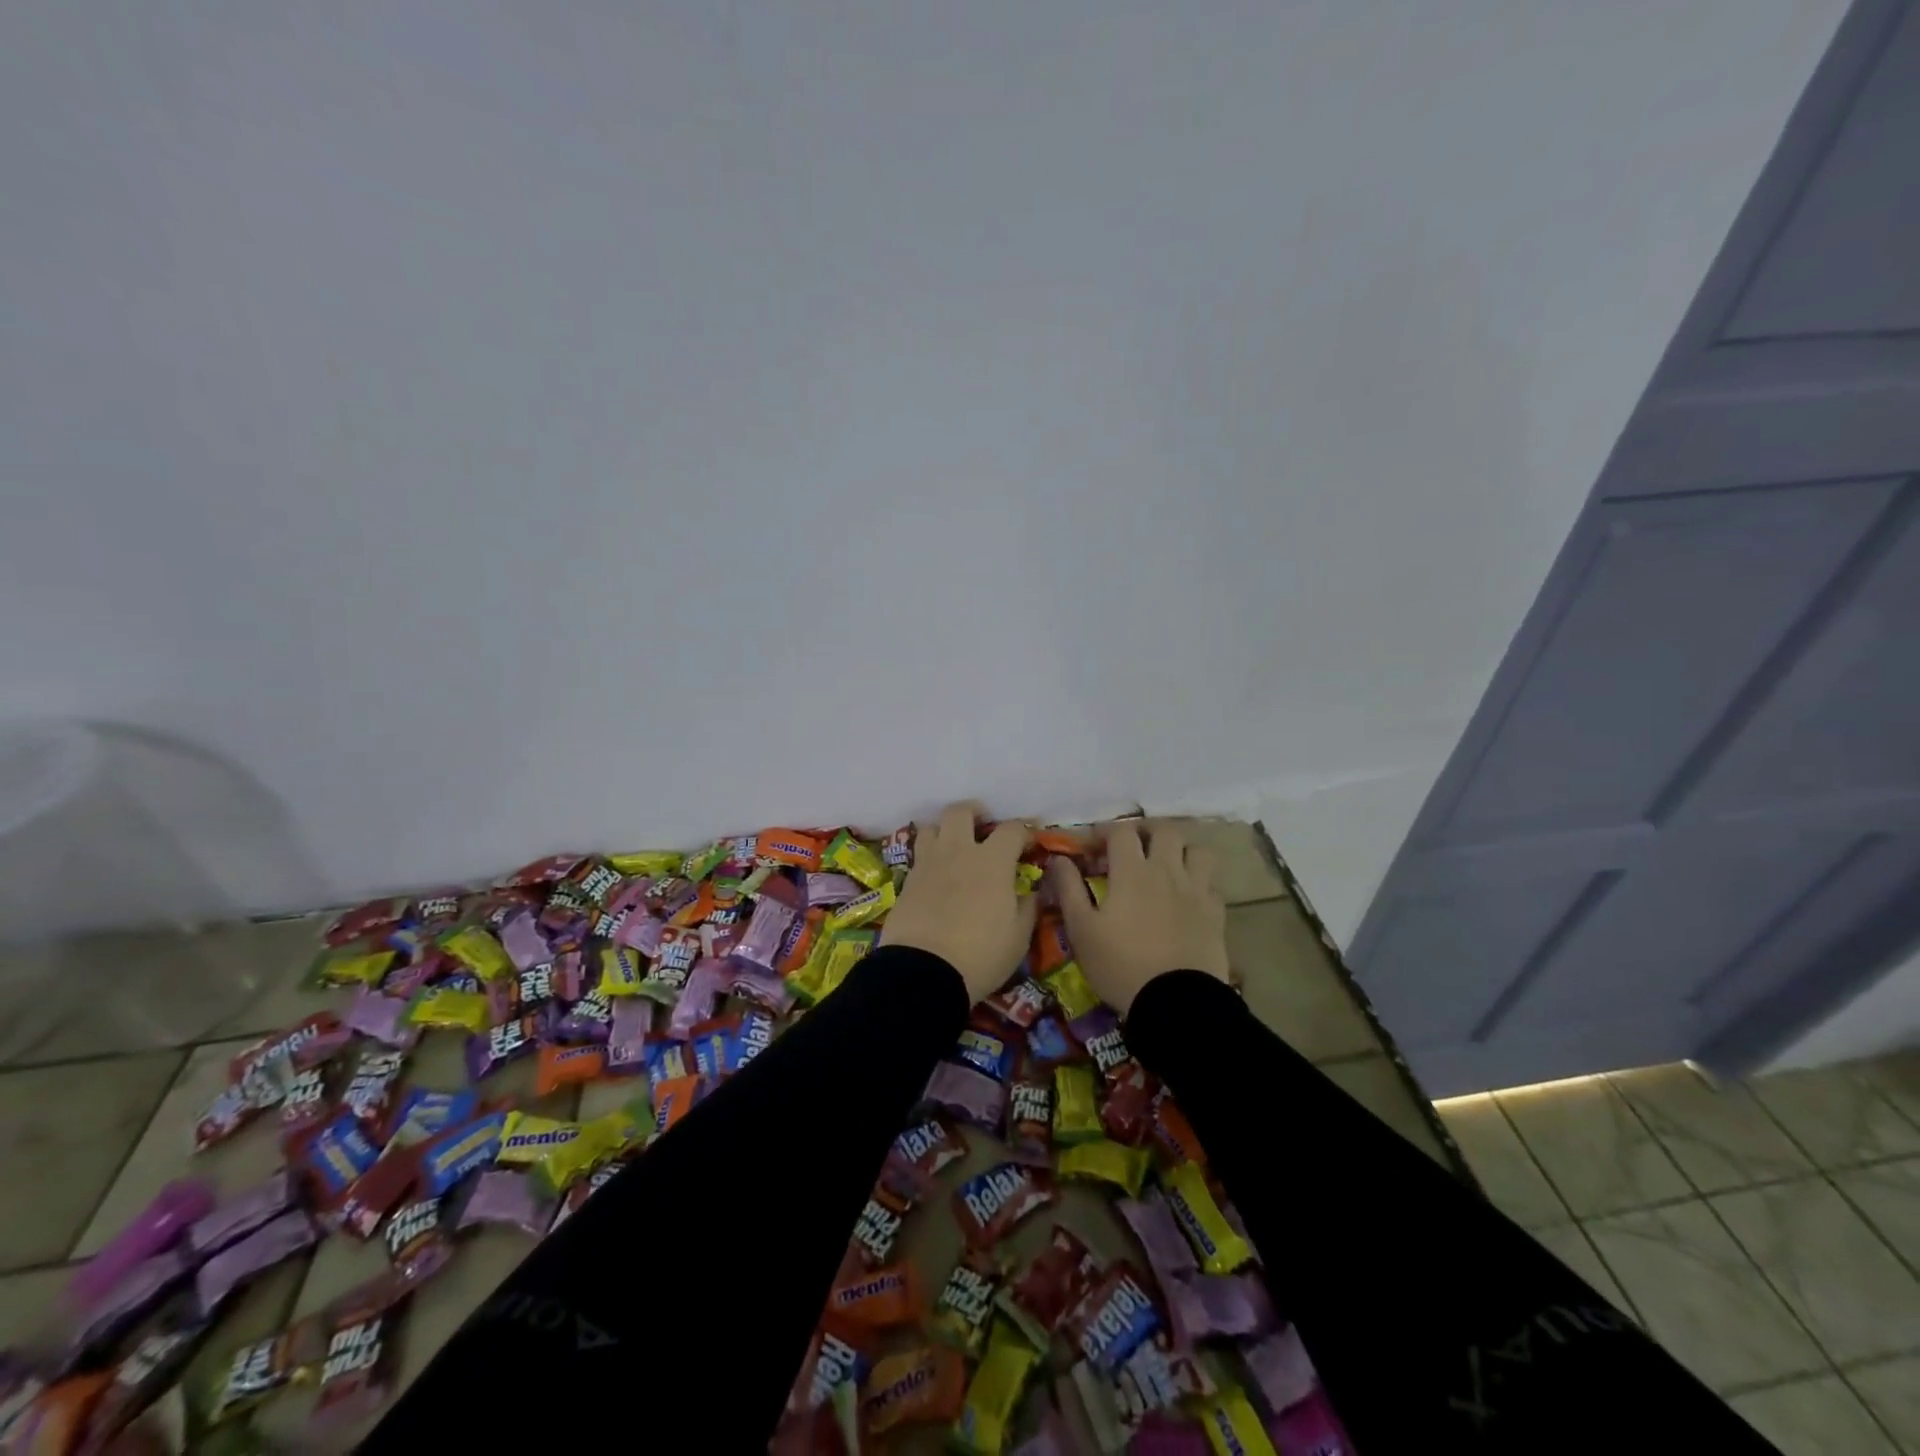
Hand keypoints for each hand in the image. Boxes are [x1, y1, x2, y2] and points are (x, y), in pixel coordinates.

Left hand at [882, 803, 1037, 1002]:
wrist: (923, 972)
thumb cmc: (981, 954)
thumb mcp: (1018, 938)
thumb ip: (1027, 909)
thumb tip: (1032, 893)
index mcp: (992, 861)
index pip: (1011, 829)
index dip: (1023, 832)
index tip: (1029, 843)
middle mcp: (958, 852)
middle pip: (960, 812)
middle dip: (974, 813)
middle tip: (982, 826)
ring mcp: (928, 864)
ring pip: (931, 828)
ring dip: (944, 831)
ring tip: (953, 848)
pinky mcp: (906, 882)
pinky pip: (918, 857)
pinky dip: (929, 859)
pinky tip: (935, 877)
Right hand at [1049, 823, 1228, 1013]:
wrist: (1176, 1003)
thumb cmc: (1120, 965)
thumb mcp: (1081, 930)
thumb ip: (1069, 889)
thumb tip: (1059, 859)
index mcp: (1132, 871)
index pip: (1121, 832)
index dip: (1105, 832)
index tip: (1092, 847)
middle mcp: (1167, 871)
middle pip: (1164, 830)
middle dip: (1146, 832)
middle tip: (1133, 847)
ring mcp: (1196, 891)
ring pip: (1197, 851)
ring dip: (1181, 851)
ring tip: (1167, 866)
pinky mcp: (1216, 914)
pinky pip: (1211, 885)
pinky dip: (1199, 884)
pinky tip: (1187, 900)